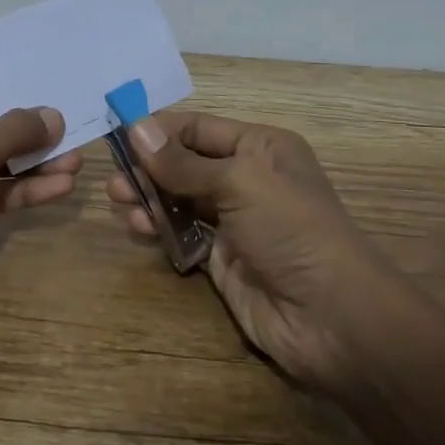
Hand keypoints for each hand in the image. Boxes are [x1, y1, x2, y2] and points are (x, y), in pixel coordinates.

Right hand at [106, 111, 399, 390]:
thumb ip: (182, 162)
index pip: (199, 128)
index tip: (117, 137)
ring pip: (179, 199)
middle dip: (149, 167)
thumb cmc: (291, 230)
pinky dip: (159, 227)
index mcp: (260, 148)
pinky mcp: (221, 258)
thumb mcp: (239, 183)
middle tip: (114, 179)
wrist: (331, 316)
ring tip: (122, 202)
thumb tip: (136, 128)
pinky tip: (140, 228)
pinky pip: (182, 233)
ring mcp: (233, 221)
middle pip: (185, 163)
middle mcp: (246, 178)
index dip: (159, 131)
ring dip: (149, 198)